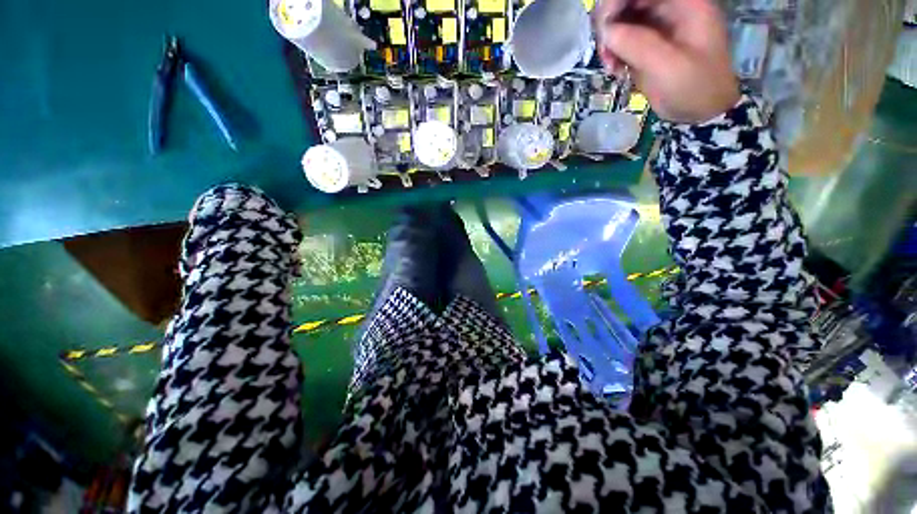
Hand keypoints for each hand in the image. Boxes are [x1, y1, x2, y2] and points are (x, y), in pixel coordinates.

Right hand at [595, 0, 740, 123]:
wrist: (701, 112)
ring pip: (620, 20)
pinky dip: (613, 52)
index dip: (617, 2)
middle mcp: (669, 7)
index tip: (604, 28)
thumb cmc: (695, 86)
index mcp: (684, 2)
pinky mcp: (647, 43)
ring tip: (611, 66)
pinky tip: (615, 69)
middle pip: (627, 2)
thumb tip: (606, 31)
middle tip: (605, 53)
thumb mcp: (669, 66)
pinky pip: (621, 38)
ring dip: (609, 41)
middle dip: (610, 24)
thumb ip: (638, 45)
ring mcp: (657, 25)